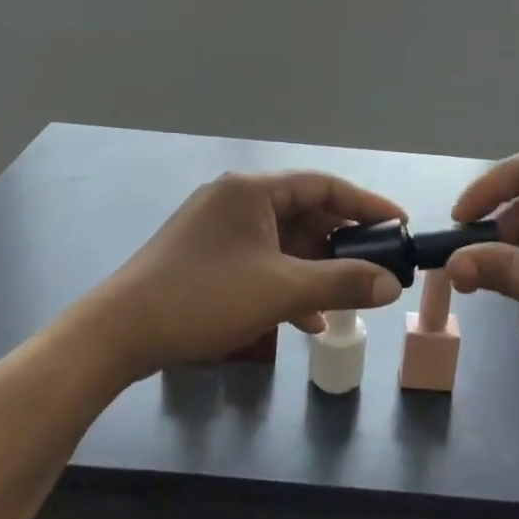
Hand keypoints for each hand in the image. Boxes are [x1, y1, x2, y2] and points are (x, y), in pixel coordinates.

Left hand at [89, 171, 406, 378]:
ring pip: (282, 241)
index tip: (398, 225)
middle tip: (376, 265)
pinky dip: (285, 283)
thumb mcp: (281, 290)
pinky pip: (259, 261)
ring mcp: (217, 229)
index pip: (323, 185)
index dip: (365, 204)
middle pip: (303, 213)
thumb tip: (391, 284)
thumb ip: (341, 282)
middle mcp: (235, 200)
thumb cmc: (205, 297)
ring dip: (315, 268)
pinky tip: (306, 319)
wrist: (120, 332)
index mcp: (252, 191)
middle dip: (341, 242)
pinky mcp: (205, 256)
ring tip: (348, 297)